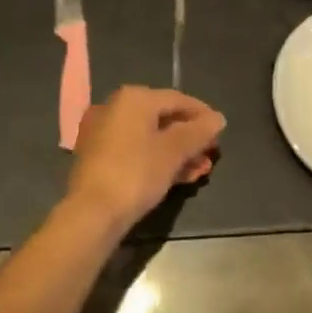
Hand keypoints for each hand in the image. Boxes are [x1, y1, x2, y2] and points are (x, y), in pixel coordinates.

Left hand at [66, 86, 225, 231]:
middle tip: (211, 155)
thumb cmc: (136, 173)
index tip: (220, 132)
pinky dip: (157, 159)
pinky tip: (178, 177)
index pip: (177, 99)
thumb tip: (218, 118)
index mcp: (133, 98)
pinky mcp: (98, 157)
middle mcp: (115, 107)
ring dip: (178, 152)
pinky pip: (135, 150)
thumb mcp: (173, 152)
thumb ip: (198, 132)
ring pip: (149, 137)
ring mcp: (103, 132)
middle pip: (163, 118)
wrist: (91, 214)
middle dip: (190, 138)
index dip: (202, 114)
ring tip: (200, 171)